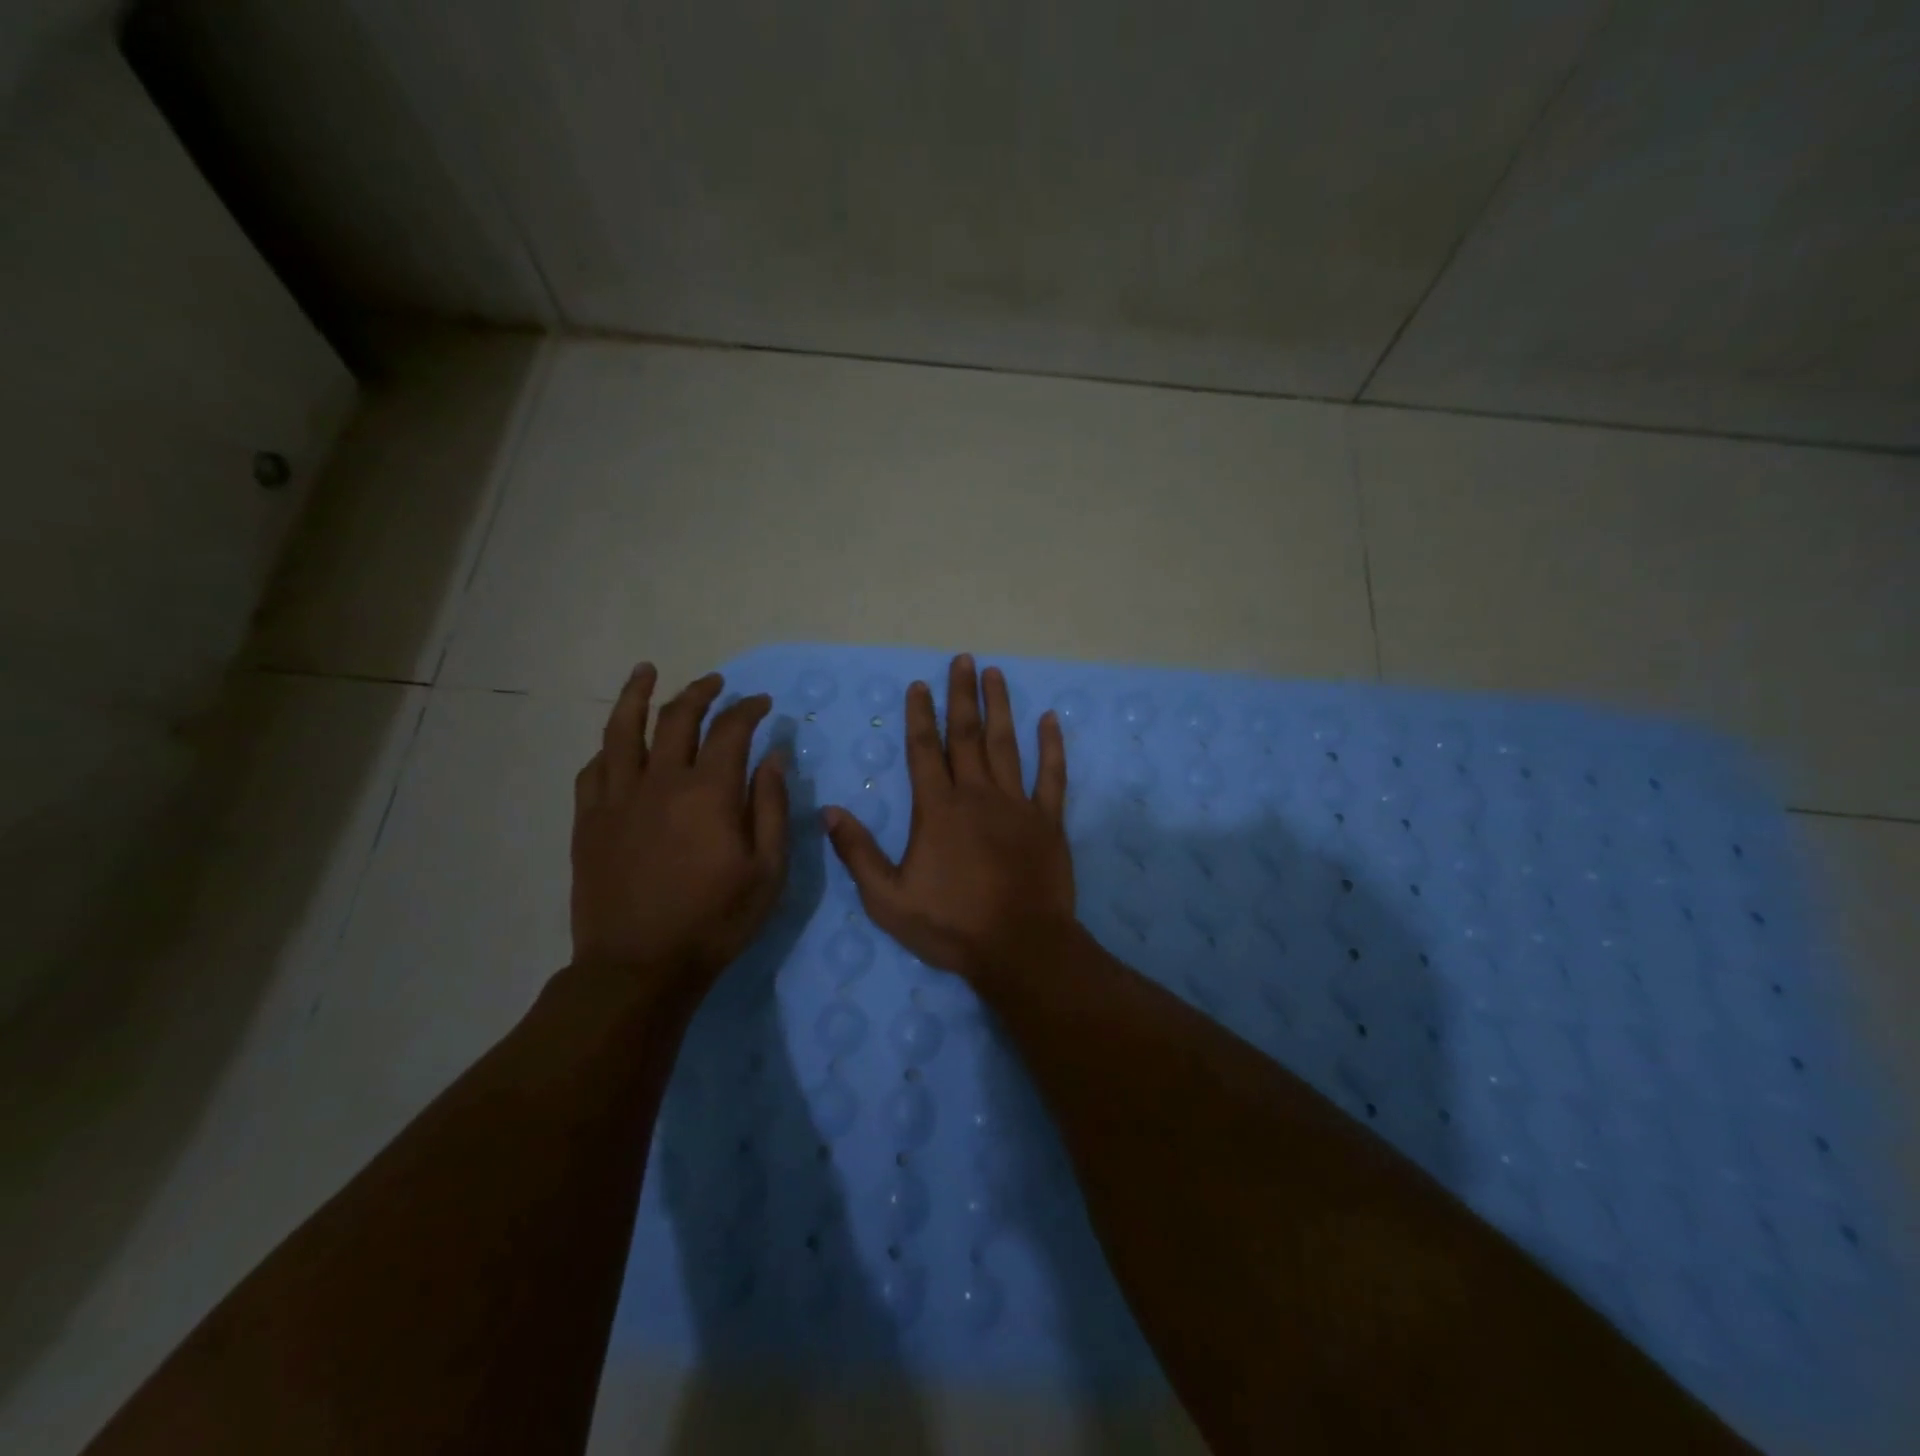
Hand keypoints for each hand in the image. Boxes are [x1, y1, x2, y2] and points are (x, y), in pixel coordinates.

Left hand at [570, 665, 788, 987]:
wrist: (639, 967)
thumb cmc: (715, 920)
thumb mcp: (767, 870)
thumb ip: (771, 807)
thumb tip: (773, 757)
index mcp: (709, 793)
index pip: (731, 730)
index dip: (748, 709)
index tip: (761, 704)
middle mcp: (660, 782)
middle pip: (677, 718)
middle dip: (700, 693)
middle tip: (715, 683)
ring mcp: (618, 799)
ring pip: (622, 730)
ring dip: (636, 695)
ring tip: (646, 671)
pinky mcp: (590, 821)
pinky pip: (594, 769)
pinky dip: (609, 747)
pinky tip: (616, 742)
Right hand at [824, 654, 1076, 983]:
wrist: (1020, 947)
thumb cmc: (951, 925)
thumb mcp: (887, 899)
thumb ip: (857, 853)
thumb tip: (827, 811)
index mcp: (937, 809)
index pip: (924, 750)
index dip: (919, 715)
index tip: (918, 685)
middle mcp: (977, 794)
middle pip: (966, 735)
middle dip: (961, 695)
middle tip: (963, 659)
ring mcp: (1017, 804)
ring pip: (1006, 744)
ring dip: (999, 707)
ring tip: (995, 674)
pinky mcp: (1048, 820)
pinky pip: (1052, 775)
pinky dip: (1052, 746)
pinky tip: (1050, 720)